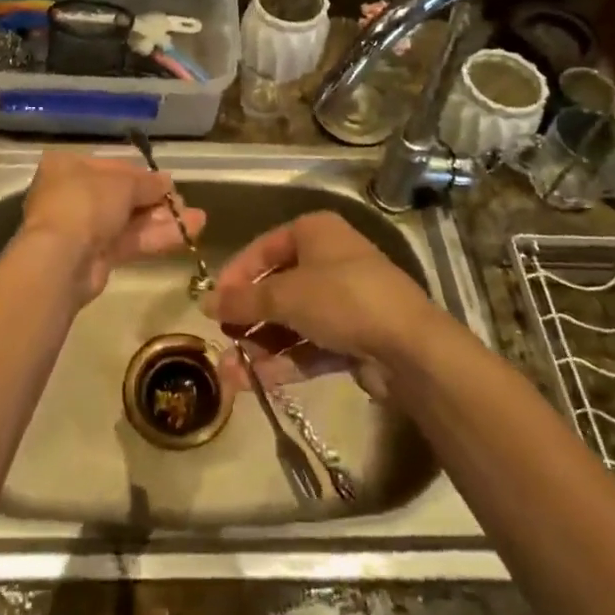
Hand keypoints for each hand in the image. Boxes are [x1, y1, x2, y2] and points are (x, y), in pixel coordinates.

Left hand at [15, 150, 206, 305]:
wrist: (61, 259)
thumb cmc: (86, 204)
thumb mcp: (122, 184)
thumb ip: (147, 183)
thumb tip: (166, 183)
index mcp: (68, 167)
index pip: (112, 167)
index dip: (142, 175)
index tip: (168, 182)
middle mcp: (72, 194)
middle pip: (121, 195)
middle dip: (156, 200)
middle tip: (184, 203)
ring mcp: (82, 228)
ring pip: (128, 220)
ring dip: (162, 220)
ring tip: (198, 220)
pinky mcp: (93, 256)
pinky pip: (128, 241)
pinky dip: (155, 237)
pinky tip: (188, 234)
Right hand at [200, 211, 434, 397]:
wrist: (409, 347)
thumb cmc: (342, 299)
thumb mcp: (286, 295)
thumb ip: (243, 300)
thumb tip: (204, 302)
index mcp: (315, 232)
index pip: (264, 248)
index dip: (236, 275)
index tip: (212, 303)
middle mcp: (329, 260)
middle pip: (278, 286)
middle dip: (248, 317)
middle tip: (222, 339)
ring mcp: (344, 300)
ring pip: (292, 320)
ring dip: (261, 345)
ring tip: (231, 372)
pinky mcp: (353, 336)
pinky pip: (310, 344)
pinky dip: (285, 360)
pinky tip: (257, 381)